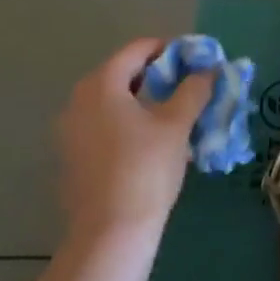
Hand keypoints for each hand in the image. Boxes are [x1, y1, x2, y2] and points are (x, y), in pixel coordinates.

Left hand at [58, 39, 212, 242]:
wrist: (110, 232)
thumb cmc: (145, 168)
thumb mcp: (177, 124)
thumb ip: (194, 90)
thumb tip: (208, 70)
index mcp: (101, 84)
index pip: (138, 49)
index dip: (170, 49)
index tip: (197, 59)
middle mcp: (79, 101)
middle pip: (123, 73)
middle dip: (159, 75)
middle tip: (191, 86)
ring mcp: (71, 131)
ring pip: (114, 101)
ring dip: (146, 100)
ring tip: (177, 114)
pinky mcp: (74, 157)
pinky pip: (105, 124)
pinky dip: (130, 122)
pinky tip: (154, 142)